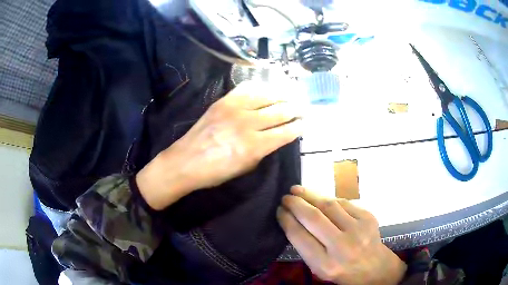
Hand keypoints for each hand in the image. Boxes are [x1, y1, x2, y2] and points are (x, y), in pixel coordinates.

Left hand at [137, 81, 303, 209]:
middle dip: (296, 109)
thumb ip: (264, 150)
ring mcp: (234, 108)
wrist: (186, 161)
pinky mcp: (223, 101)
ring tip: (292, 95)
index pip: (286, 132)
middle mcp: (248, 123)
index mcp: (255, 146)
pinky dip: (260, 87)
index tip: (305, 123)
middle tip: (304, 107)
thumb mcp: (246, 167)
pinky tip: (268, 88)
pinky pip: (247, 88)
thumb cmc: (216, 172)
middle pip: (280, 110)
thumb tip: (277, 136)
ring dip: (283, 95)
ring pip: (267, 95)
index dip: (299, 127)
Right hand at [277, 186, 406, 284]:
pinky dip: (328, 199)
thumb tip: (291, 218)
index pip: (299, 236)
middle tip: (286, 197)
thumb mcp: (319, 268)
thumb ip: (306, 247)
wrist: (374, 267)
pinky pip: (343, 203)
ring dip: (310, 195)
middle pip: (313, 217)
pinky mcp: (368, 218)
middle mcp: (342, 247)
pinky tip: (320, 198)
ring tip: (298, 190)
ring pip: (329, 205)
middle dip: (296, 204)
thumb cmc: (342, 270)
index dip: (286, 220)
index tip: (279, 210)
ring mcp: (358, 230)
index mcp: (325, 264)